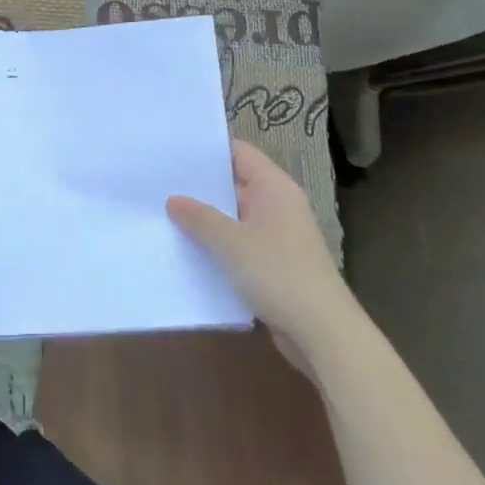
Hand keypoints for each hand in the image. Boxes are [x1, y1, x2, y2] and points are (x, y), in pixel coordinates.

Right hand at [168, 141, 350, 358]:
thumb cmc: (278, 273)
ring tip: (166, 215)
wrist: (323, 333)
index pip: (239, 152)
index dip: (208, 150)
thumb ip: (200, 217)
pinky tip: (190, 251)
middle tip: (161, 183)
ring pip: (236, 218)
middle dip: (201, 186)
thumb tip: (174, 200)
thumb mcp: (231, 242)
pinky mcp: (276, 266)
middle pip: (235, 184)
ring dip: (208, 220)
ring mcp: (279, 237)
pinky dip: (219, 246)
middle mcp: (279, 205)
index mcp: (274, 187)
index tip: (173, 152)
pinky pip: (241, 245)